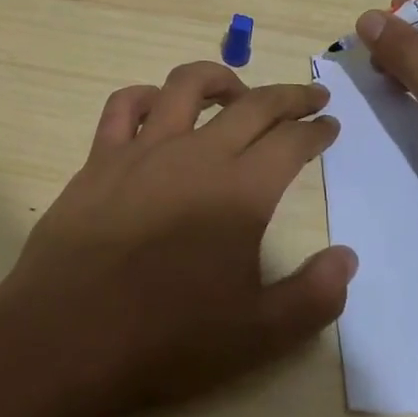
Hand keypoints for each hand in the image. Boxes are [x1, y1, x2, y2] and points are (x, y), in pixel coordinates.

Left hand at [0, 61, 355, 416]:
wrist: (70, 336)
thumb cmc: (168, 338)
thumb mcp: (258, 334)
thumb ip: (313, 296)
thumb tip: (347, 258)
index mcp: (240, 191)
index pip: (291, 142)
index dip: (316, 130)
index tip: (329, 125)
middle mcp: (196, 154)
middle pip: (253, 105)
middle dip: (289, 96)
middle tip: (310, 97)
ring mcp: (144, 149)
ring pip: (187, 85)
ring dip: (220, 78)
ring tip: (237, 92)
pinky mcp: (101, 156)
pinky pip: (123, 106)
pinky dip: (146, 96)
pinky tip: (156, 107)